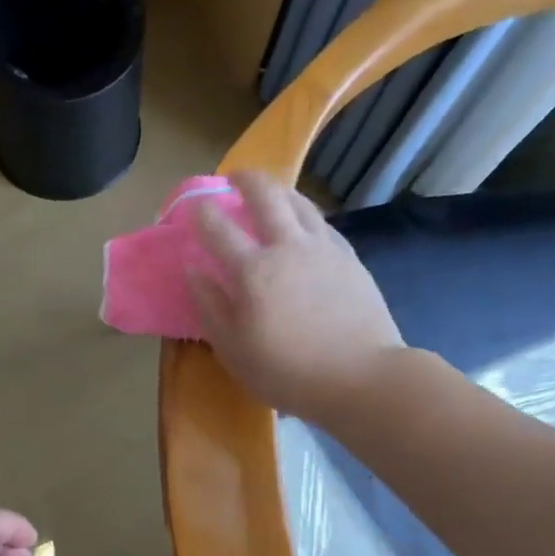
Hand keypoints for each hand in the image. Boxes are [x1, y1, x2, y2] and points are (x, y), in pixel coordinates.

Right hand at [186, 171, 407, 424]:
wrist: (361, 376)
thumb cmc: (287, 371)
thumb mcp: (232, 349)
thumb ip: (210, 306)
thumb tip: (193, 270)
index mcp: (252, 270)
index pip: (217, 228)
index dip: (201, 213)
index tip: (193, 209)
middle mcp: (287, 247)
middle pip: (265, 196)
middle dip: (245, 180)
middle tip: (234, 178)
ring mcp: (323, 249)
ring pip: (299, 202)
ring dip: (279, 190)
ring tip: (270, 191)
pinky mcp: (349, 258)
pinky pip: (322, 222)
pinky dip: (305, 213)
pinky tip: (303, 223)